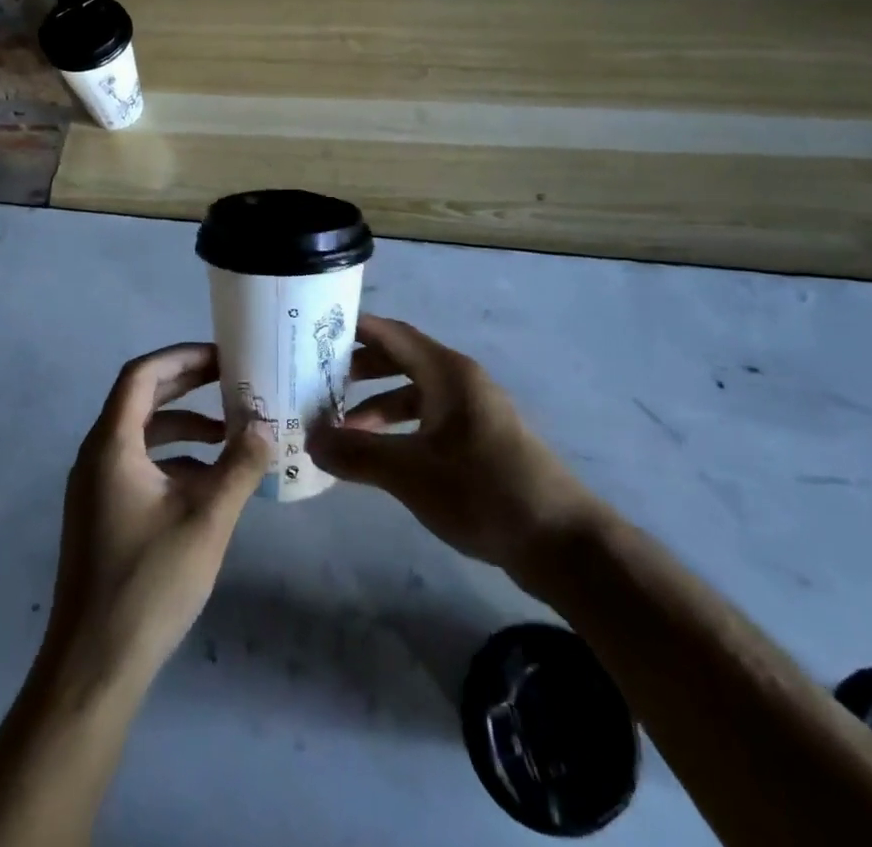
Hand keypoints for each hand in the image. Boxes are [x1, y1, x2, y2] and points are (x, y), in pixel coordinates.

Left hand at [43, 344, 270, 688]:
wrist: (93, 666)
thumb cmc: (148, 583)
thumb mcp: (207, 519)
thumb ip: (239, 466)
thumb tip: (266, 425)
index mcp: (111, 445)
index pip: (142, 375)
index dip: (182, 357)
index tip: (222, 356)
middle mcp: (96, 456)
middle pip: (140, 399)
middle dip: (186, 385)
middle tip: (230, 378)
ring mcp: (95, 487)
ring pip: (141, 435)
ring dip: (184, 425)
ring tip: (229, 431)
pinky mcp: (102, 514)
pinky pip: (139, 465)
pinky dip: (174, 459)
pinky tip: (210, 481)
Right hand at [309, 316, 589, 578]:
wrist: (560, 541)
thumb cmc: (483, 491)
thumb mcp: (411, 473)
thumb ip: (357, 454)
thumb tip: (311, 440)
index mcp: (447, 372)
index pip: (392, 333)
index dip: (354, 330)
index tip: (314, 333)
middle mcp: (460, 381)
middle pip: (400, 360)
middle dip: (358, 370)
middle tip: (318, 383)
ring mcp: (473, 412)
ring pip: (413, 394)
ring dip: (376, 406)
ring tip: (341, 430)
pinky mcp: (479, 442)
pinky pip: (428, 421)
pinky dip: (399, 430)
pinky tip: (380, 458)